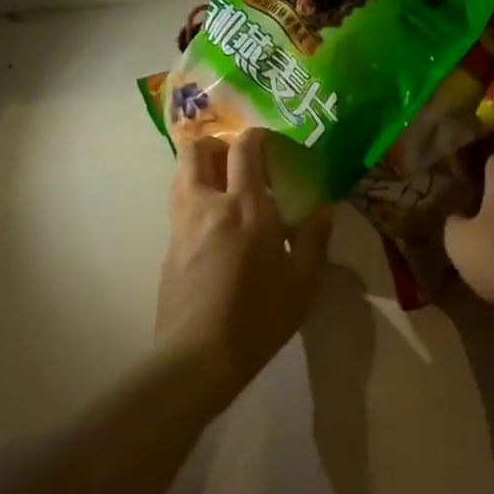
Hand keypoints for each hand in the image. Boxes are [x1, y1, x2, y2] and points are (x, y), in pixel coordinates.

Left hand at [156, 130, 332, 389]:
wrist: (198, 356)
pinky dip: (195, 199)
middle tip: (241, 162)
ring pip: (180, 173)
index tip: (275, 147)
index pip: (244, 147)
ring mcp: (181, 225)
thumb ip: (314, 238)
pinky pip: (179, 205)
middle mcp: (206, 204)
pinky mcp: (168, 247)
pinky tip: (216, 229)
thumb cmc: (259, 316)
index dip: (259, 137)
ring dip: (201, 168)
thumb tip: (325, 207)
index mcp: (244, 206)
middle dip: (218, 144)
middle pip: (196, 149)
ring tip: (227, 190)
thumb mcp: (302, 280)